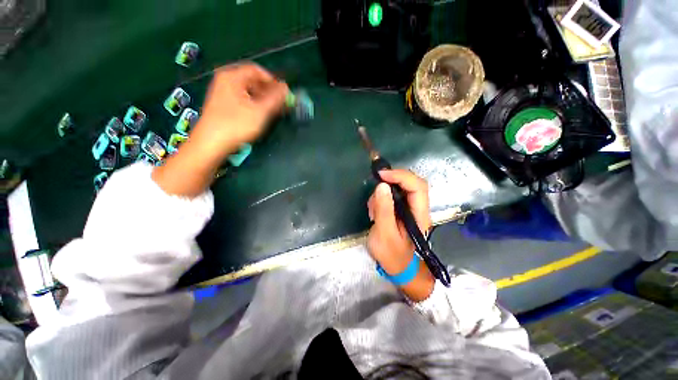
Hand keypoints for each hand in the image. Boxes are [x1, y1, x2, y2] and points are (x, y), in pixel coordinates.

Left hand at [190, 63, 288, 161]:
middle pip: (252, 80)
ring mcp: (223, 93)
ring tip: (273, 111)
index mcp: (232, 77)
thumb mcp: (260, 111)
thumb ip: (275, 99)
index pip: (257, 70)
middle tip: (280, 104)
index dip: (273, 81)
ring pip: (248, 91)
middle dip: (269, 91)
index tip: (284, 94)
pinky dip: (254, 104)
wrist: (211, 144)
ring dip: (263, 99)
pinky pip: (243, 99)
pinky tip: (261, 115)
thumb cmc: (236, 125)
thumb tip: (287, 88)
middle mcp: (226, 81)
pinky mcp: (223, 105)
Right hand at [367, 170, 433, 300]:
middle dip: (391, 182)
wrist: (398, 269)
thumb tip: (382, 186)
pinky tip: (374, 213)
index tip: (381, 175)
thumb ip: (384, 209)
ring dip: (383, 194)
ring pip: (399, 189)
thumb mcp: (384, 233)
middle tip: (375, 189)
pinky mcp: (402, 211)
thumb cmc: (392, 255)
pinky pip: (392, 197)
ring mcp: (410, 209)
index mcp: (419, 215)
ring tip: (372, 210)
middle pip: (410, 184)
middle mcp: (418, 209)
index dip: (401, 176)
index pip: (417, 187)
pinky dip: (381, 200)